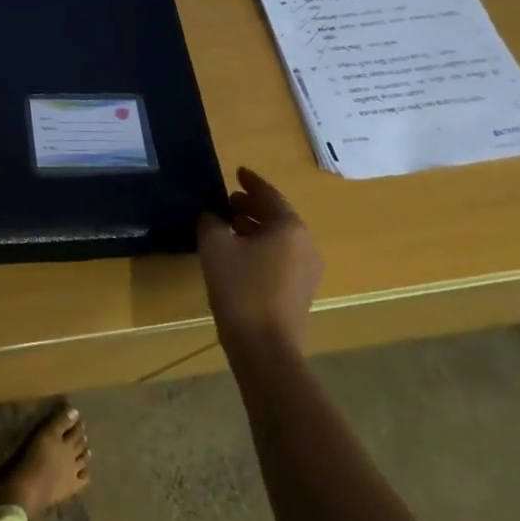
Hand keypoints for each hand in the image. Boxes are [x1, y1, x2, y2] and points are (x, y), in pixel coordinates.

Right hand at [197, 167, 323, 357]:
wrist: (265, 348)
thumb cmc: (240, 288)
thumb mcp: (215, 247)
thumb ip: (211, 222)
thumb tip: (212, 215)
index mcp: (289, 228)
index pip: (269, 195)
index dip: (251, 182)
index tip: (237, 172)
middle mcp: (305, 245)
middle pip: (277, 216)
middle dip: (252, 206)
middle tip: (227, 201)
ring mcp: (307, 271)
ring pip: (280, 239)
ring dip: (256, 228)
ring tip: (229, 226)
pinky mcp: (301, 293)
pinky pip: (281, 257)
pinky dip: (262, 248)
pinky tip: (239, 254)